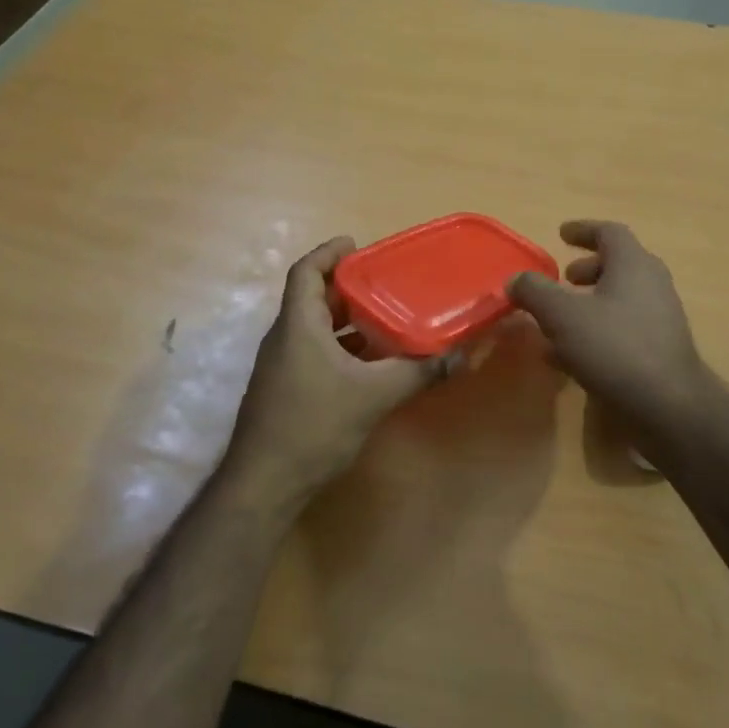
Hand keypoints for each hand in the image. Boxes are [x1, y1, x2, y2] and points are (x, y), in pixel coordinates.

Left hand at [227, 237, 451, 505]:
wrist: (264, 483)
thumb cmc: (314, 425)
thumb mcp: (374, 395)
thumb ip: (419, 373)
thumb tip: (464, 356)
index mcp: (298, 325)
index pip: (306, 272)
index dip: (328, 253)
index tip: (356, 244)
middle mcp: (284, 339)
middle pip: (313, 298)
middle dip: (347, 288)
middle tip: (385, 282)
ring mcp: (281, 367)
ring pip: (315, 329)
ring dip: (346, 321)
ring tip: (385, 318)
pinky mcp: (285, 391)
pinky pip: (314, 353)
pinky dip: (341, 348)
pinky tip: (370, 365)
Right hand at [508, 220, 719, 423]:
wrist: (668, 406)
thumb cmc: (613, 348)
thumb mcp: (562, 316)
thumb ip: (535, 292)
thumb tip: (515, 279)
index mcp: (633, 264)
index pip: (609, 232)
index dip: (582, 230)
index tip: (560, 234)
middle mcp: (652, 284)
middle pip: (618, 265)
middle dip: (587, 269)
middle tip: (563, 279)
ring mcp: (660, 318)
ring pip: (620, 299)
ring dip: (589, 303)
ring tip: (558, 320)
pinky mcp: (660, 350)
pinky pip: (623, 329)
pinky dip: (596, 330)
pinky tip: (569, 356)